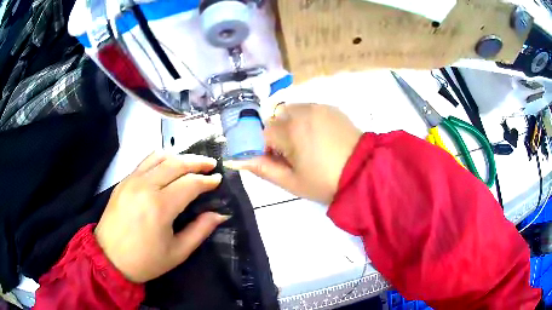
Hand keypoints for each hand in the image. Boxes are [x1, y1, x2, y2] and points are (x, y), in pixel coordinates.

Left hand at [95, 153, 227, 282]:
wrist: (109, 258)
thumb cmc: (145, 261)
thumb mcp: (177, 252)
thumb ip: (200, 230)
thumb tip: (219, 214)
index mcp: (160, 206)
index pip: (190, 183)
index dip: (207, 180)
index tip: (218, 180)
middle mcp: (145, 186)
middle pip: (176, 163)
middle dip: (197, 161)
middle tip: (211, 164)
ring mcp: (132, 180)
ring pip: (159, 157)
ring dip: (179, 156)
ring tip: (191, 162)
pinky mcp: (123, 181)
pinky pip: (145, 161)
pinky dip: (160, 159)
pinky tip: (167, 166)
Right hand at [225, 103, 361, 203]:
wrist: (365, 172)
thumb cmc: (326, 182)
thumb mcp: (291, 182)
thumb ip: (262, 169)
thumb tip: (237, 160)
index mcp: (290, 130)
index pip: (261, 133)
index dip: (263, 148)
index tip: (272, 161)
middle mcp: (301, 111)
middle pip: (275, 119)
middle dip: (276, 136)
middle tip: (290, 156)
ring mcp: (318, 107)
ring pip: (290, 111)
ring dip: (289, 125)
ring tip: (305, 146)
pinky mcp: (331, 108)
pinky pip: (308, 109)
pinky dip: (304, 120)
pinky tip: (318, 137)